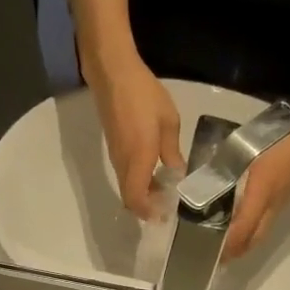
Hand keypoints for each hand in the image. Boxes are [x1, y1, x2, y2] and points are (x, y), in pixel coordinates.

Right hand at [86, 49, 182, 216]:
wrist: (112, 73)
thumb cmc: (143, 94)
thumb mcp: (168, 121)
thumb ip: (172, 151)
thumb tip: (177, 173)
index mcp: (138, 159)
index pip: (136, 199)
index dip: (147, 212)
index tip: (163, 216)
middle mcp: (124, 164)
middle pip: (129, 198)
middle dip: (146, 207)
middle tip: (165, 207)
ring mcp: (116, 156)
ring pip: (127, 187)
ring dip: (143, 194)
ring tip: (163, 191)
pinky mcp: (114, 148)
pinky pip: (125, 174)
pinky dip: (138, 181)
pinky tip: (153, 172)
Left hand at [222, 111, 289, 261]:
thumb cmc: (283, 136)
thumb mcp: (248, 148)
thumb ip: (227, 168)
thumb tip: (206, 184)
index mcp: (262, 193)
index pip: (243, 230)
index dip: (227, 245)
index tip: (209, 251)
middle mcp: (273, 205)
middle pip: (254, 239)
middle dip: (235, 251)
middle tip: (215, 256)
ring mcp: (281, 203)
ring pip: (261, 232)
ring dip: (244, 242)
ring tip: (224, 244)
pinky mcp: (286, 197)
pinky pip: (266, 221)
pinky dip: (251, 228)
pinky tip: (240, 222)